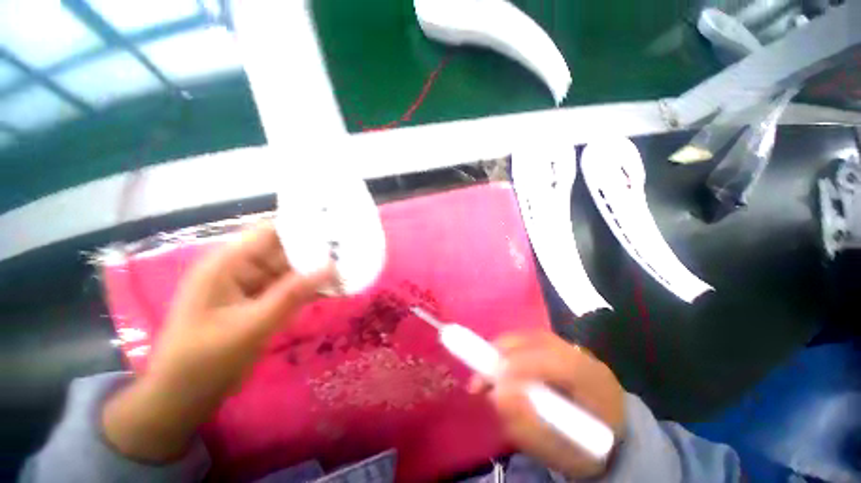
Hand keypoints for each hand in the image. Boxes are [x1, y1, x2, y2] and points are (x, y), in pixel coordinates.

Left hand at [103, 224, 334, 461]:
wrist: (184, 397)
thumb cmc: (207, 360)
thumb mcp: (252, 326)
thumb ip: (293, 294)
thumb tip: (331, 267)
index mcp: (228, 263)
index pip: (271, 232)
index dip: (303, 227)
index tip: (336, 229)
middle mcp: (240, 268)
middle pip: (284, 250)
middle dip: (316, 251)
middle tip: (351, 250)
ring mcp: (251, 286)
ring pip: (290, 270)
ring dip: (316, 270)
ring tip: (349, 267)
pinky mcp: (259, 301)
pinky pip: (289, 288)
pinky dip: (308, 288)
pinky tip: (332, 289)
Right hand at [469, 331, 624, 479]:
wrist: (611, 440)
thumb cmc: (587, 451)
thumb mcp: (561, 453)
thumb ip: (528, 426)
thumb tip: (495, 394)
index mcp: (596, 382)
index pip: (557, 362)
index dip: (522, 365)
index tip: (493, 381)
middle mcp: (583, 356)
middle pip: (538, 340)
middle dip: (504, 353)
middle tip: (480, 376)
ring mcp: (571, 348)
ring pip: (531, 336)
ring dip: (503, 349)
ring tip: (485, 371)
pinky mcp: (558, 347)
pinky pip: (529, 340)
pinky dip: (509, 349)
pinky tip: (499, 365)